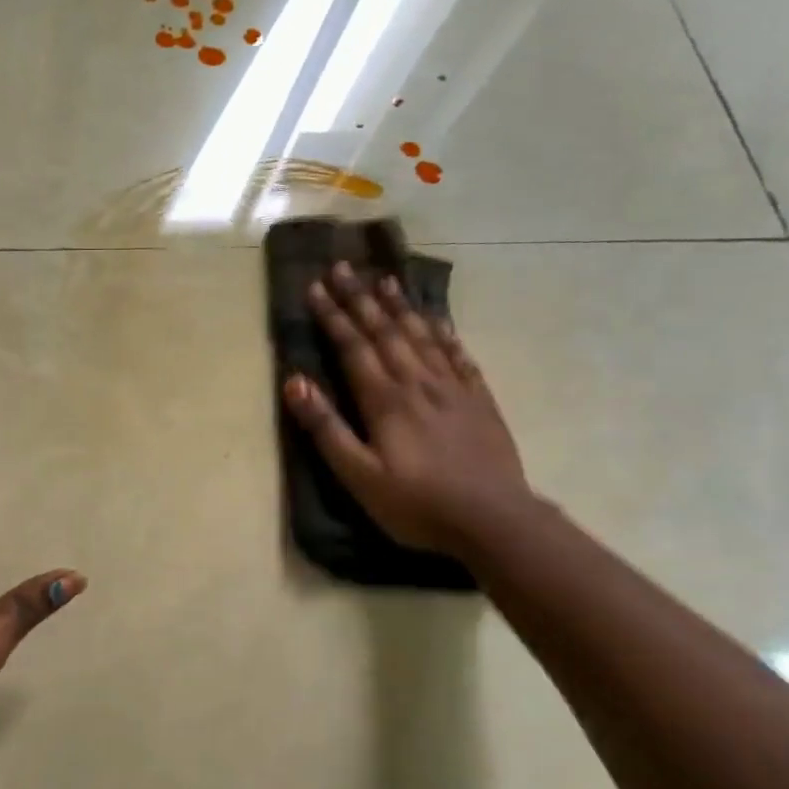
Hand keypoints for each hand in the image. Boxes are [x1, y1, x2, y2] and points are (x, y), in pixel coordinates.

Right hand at [282, 262, 529, 551]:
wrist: (494, 520)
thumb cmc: (417, 504)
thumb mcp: (359, 476)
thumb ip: (327, 429)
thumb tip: (295, 383)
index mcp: (385, 400)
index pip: (353, 347)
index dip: (333, 316)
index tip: (315, 286)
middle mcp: (418, 383)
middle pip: (385, 331)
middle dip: (361, 299)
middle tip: (343, 267)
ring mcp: (453, 389)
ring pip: (422, 336)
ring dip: (401, 306)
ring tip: (386, 279)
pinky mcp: (479, 400)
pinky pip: (459, 356)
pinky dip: (445, 334)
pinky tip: (438, 321)